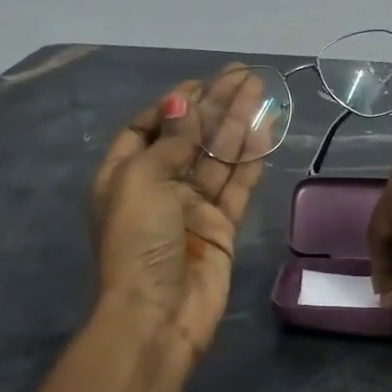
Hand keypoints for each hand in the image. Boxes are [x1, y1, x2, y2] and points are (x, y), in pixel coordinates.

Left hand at [89, 69, 275, 355]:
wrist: (158, 315)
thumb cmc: (138, 241)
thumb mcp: (142, 181)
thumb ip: (170, 141)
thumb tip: (182, 102)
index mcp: (125, 176)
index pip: (148, 128)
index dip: (173, 105)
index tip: (200, 85)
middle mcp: (159, 187)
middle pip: (190, 137)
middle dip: (215, 106)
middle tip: (244, 76)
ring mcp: (192, 208)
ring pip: (218, 156)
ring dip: (238, 123)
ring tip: (261, 91)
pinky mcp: (221, 226)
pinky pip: (238, 184)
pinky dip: (251, 158)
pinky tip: (266, 130)